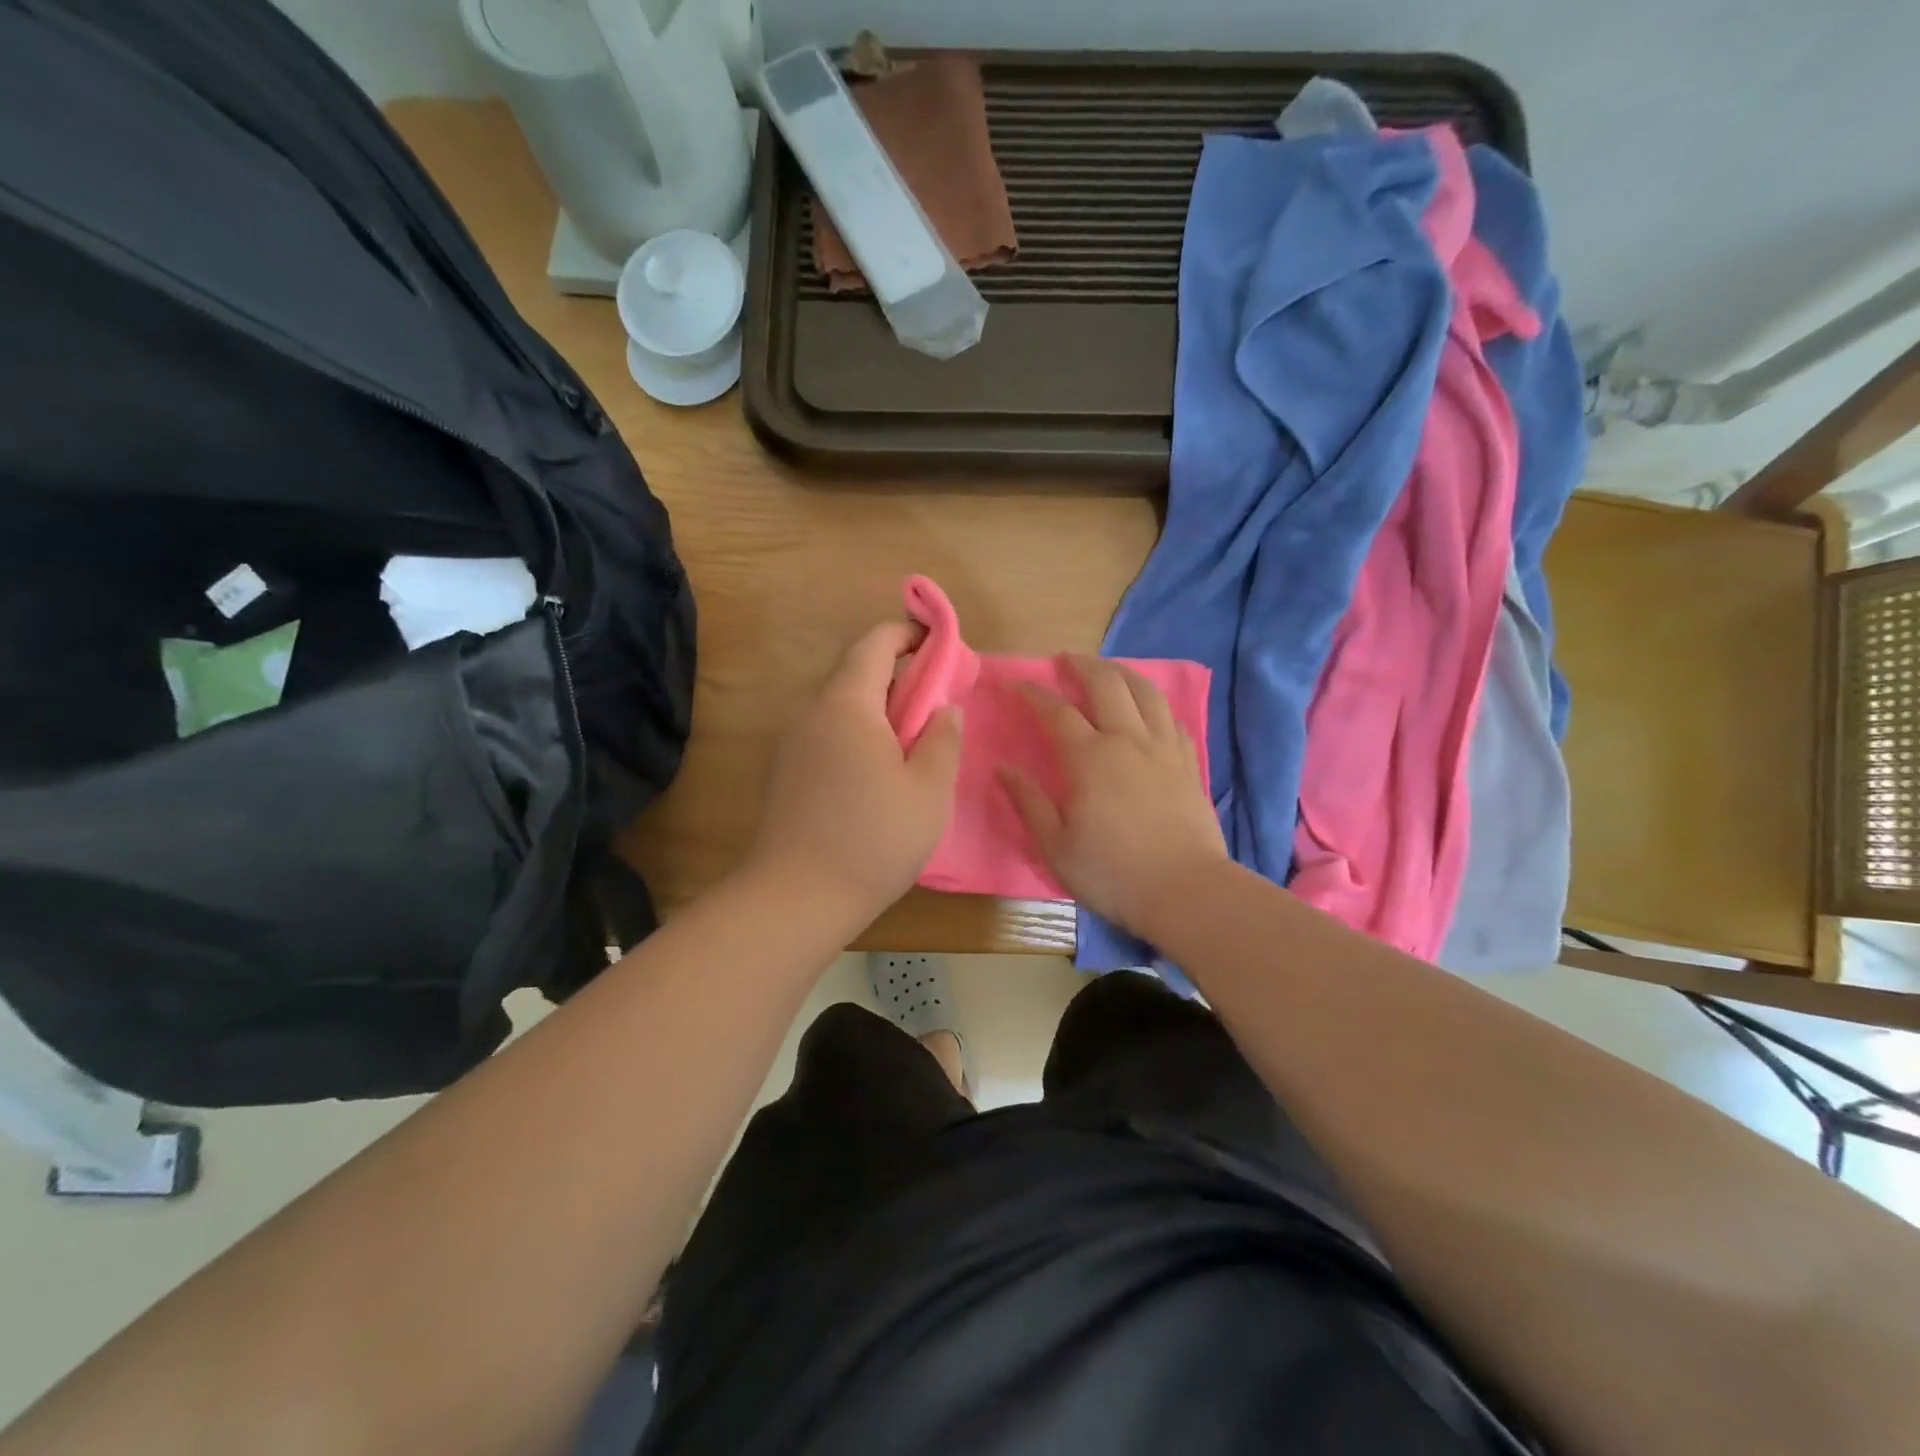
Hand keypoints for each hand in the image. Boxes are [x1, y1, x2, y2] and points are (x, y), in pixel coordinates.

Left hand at [747, 621, 962, 924]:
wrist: (796, 898)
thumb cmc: (873, 839)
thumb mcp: (929, 790)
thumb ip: (943, 739)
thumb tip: (943, 708)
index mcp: (847, 705)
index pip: (874, 643)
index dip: (909, 634)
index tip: (940, 646)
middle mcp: (812, 713)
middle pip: (857, 674)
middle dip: (900, 678)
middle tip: (937, 706)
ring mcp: (792, 744)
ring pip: (842, 708)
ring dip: (879, 712)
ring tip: (912, 747)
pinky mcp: (785, 773)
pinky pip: (827, 736)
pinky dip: (858, 737)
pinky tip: (877, 778)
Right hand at [1001, 654, 1226, 936]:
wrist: (1185, 890)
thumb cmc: (1112, 873)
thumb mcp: (1056, 846)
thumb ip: (1029, 802)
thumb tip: (1003, 768)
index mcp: (1089, 758)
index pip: (1056, 711)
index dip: (1034, 693)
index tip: (1017, 684)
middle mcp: (1127, 740)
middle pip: (1106, 684)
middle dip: (1082, 665)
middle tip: (1065, 660)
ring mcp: (1163, 748)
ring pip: (1145, 692)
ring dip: (1122, 672)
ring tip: (1108, 670)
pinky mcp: (1188, 762)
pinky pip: (1171, 718)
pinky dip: (1154, 704)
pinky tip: (1148, 709)